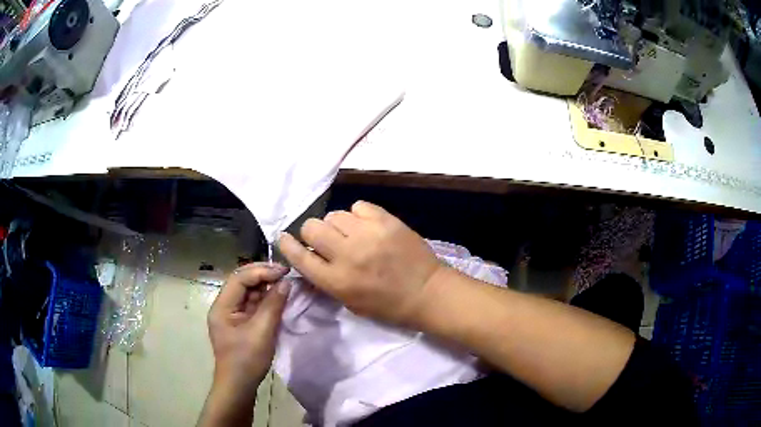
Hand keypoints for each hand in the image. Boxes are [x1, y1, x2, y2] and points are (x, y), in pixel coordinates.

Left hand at [207, 263, 290, 394]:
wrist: (239, 386)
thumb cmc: (247, 360)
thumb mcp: (262, 332)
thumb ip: (273, 305)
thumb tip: (286, 283)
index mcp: (222, 306)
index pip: (240, 278)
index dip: (261, 271)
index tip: (284, 271)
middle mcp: (224, 306)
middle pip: (243, 282)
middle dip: (263, 275)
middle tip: (286, 274)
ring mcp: (232, 315)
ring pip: (249, 293)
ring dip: (266, 286)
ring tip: (285, 283)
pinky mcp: (241, 324)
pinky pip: (253, 305)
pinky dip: (266, 300)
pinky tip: (279, 298)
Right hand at [278, 201, 442, 325]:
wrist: (427, 292)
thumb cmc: (387, 305)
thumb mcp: (350, 302)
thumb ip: (326, 281)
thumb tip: (307, 261)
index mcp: (337, 281)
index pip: (300, 257)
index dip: (287, 245)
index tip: (284, 238)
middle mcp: (347, 255)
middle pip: (312, 227)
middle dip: (313, 233)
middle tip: (327, 239)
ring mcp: (367, 234)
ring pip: (334, 214)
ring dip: (337, 225)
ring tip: (351, 233)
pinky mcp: (385, 220)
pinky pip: (358, 206)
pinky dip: (358, 215)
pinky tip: (367, 226)